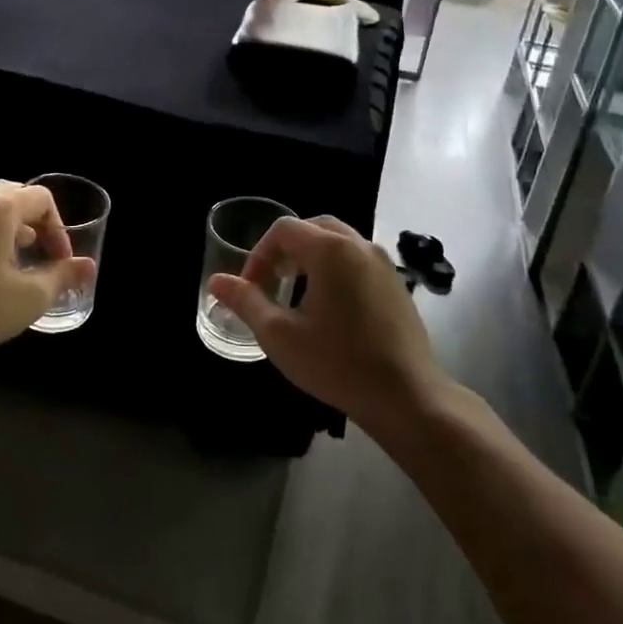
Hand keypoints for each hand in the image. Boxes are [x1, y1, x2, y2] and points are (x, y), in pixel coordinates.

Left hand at [0, 181, 96, 366]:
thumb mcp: (30, 297)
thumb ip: (63, 275)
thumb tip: (87, 265)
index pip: (41, 198)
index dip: (58, 228)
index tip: (59, 260)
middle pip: (10, 196)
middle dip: (31, 222)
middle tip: (38, 254)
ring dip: (3, 229)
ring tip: (8, 264)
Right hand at [208, 217, 445, 427]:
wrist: (406, 396)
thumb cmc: (337, 363)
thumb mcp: (279, 335)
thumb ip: (245, 301)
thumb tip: (216, 281)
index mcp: (330, 250)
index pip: (284, 230)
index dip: (259, 254)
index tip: (251, 289)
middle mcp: (359, 245)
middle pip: (313, 227)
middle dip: (285, 249)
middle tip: (272, 282)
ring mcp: (383, 263)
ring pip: (338, 241)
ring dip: (311, 256)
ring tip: (296, 291)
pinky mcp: (396, 284)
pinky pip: (358, 259)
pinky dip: (336, 267)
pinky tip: (330, 307)